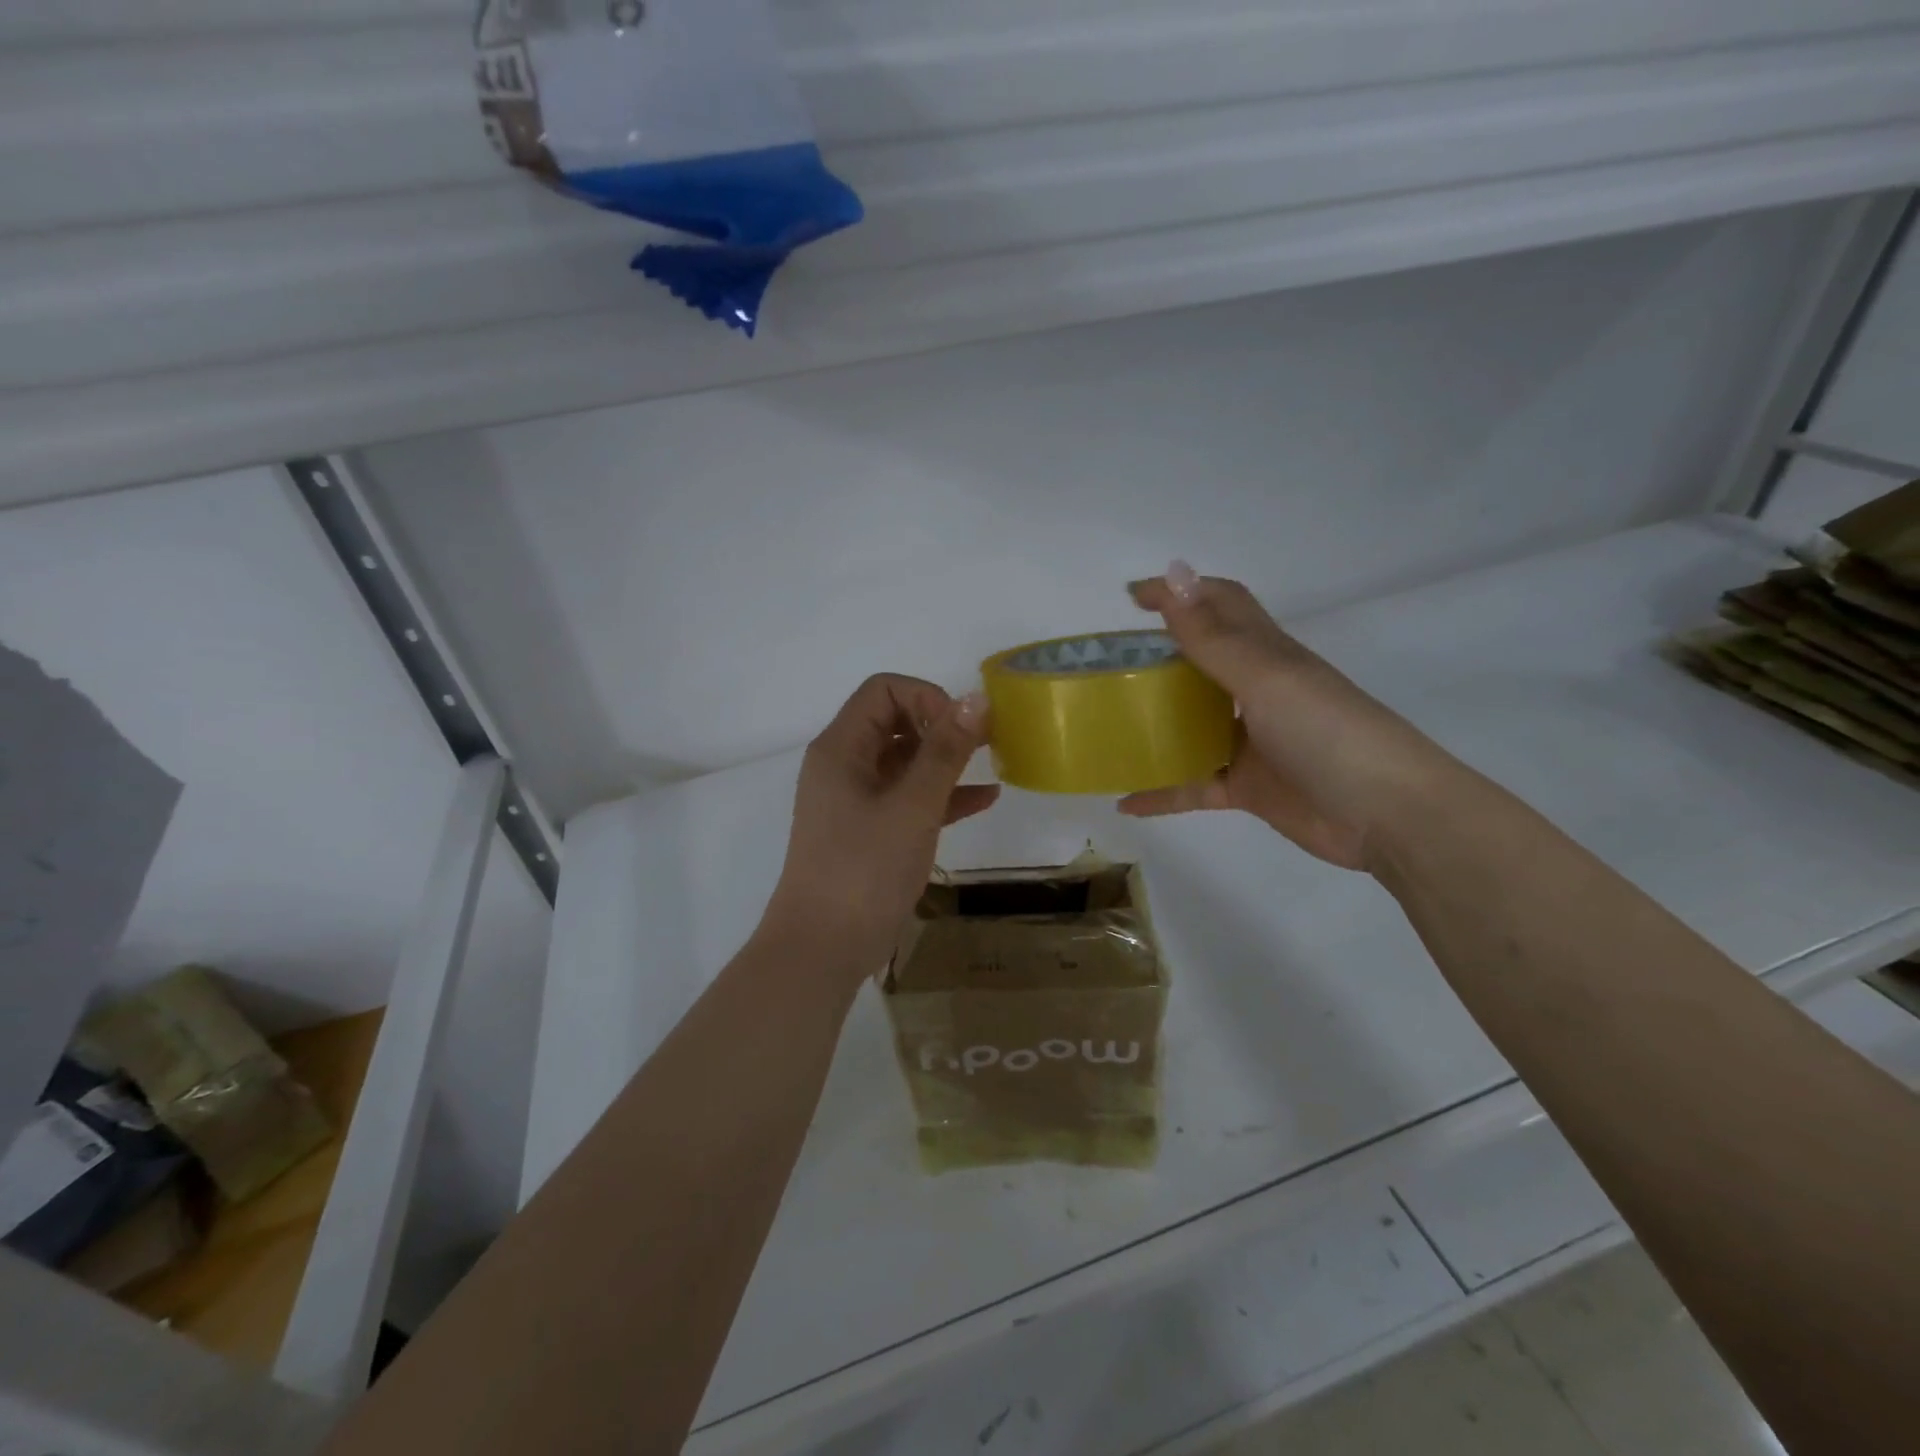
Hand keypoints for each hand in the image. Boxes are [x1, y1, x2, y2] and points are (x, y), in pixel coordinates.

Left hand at [762, 674, 999, 983]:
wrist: (822, 949)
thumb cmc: (864, 870)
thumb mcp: (913, 807)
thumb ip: (945, 751)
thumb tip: (975, 698)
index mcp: (841, 748)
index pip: (883, 690)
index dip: (926, 697)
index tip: (960, 729)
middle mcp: (844, 765)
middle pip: (894, 721)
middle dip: (941, 726)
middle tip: (985, 743)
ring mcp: (855, 800)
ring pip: (904, 761)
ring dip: (945, 759)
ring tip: (991, 764)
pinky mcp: (869, 830)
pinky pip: (908, 797)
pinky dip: (941, 794)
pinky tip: (984, 799)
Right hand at [1119, 561, 1455, 871]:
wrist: (1385, 815)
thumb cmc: (1327, 732)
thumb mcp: (1265, 678)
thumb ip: (1212, 636)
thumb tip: (1174, 573)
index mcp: (1265, 654)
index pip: (1220, 605)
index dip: (1180, 592)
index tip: (1131, 598)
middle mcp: (1255, 691)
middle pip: (1199, 662)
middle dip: (1156, 656)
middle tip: (1107, 666)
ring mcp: (1249, 741)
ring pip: (1190, 725)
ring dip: (1153, 723)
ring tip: (1108, 725)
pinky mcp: (1245, 786)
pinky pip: (1191, 785)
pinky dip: (1159, 792)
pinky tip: (1125, 800)